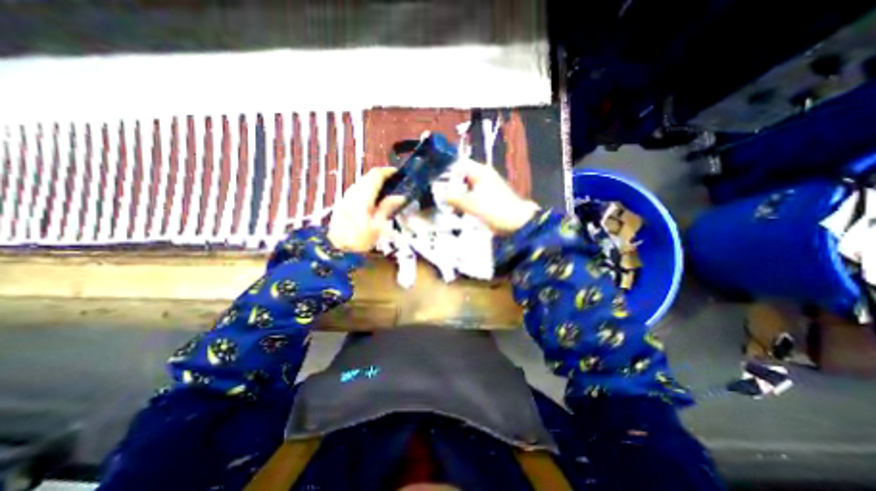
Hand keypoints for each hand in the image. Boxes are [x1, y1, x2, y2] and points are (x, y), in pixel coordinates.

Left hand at [329, 166, 406, 252]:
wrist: (335, 248)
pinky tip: (373, 200)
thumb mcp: (378, 226)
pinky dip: (368, 190)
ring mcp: (347, 196)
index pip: (376, 174)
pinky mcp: (343, 202)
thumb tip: (400, 196)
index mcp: (363, 195)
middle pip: (369, 176)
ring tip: (387, 192)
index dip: (389, 172)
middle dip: (383, 177)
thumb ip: (388, 208)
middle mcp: (353, 191)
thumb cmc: (358, 239)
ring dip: (375, 183)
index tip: (400, 174)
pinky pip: (358, 189)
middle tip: (396, 184)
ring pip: (363, 182)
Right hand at [446, 160, 541, 234]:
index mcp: (480, 172)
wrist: (518, 223)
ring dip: (457, 196)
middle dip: (451, 187)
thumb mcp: (471, 204)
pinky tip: (460, 211)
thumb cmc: (495, 210)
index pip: (459, 164)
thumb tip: (438, 193)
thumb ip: (453, 198)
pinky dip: (465, 201)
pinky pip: (472, 195)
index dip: (447, 173)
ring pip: (466, 187)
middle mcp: (484, 175)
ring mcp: (488, 186)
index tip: (438, 185)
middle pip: (462, 176)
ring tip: (450, 207)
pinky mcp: (489, 197)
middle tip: (442, 199)